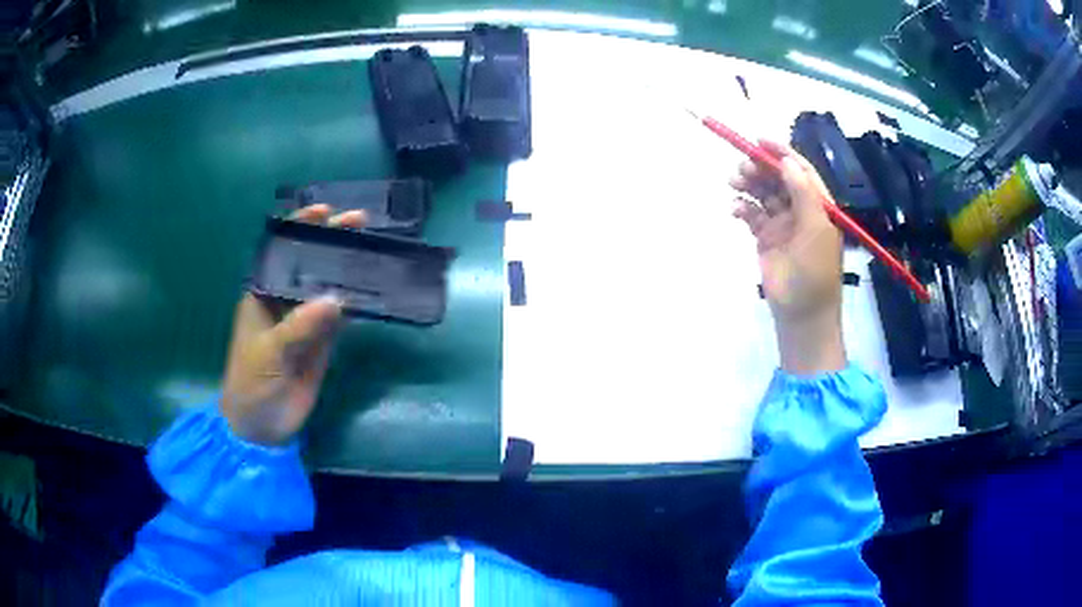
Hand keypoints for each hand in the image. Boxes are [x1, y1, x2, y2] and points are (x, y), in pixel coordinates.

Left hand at [221, 204, 365, 445]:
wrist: (261, 426)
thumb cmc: (251, 382)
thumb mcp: (268, 353)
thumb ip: (298, 327)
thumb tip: (335, 301)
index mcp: (262, 294)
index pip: (280, 253)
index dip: (300, 228)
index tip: (324, 212)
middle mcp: (284, 301)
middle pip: (309, 263)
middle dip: (331, 241)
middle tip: (360, 222)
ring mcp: (305, 320)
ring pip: (328, 285)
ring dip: (347, 268)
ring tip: (372, 247)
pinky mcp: (322, 341)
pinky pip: (340, 316)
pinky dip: (356, 302)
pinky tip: (372, 287)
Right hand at [729, 139, 845, 374]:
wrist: (801, 314)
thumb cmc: (814, 272)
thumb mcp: (816, 229)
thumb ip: (803, 193)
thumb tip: (787, 162)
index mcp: (818, 205)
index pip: (800, 170)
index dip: (781, 153)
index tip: (759, 140)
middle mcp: (800, 209)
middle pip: (778, 178)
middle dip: (759, 168)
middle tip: (741, 167)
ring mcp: (781, 223)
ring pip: (762, 193)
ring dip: (748, 184)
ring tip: (733, 183)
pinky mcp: (765, 237)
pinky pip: (751, 214)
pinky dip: (742, 208)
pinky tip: (735, 210)